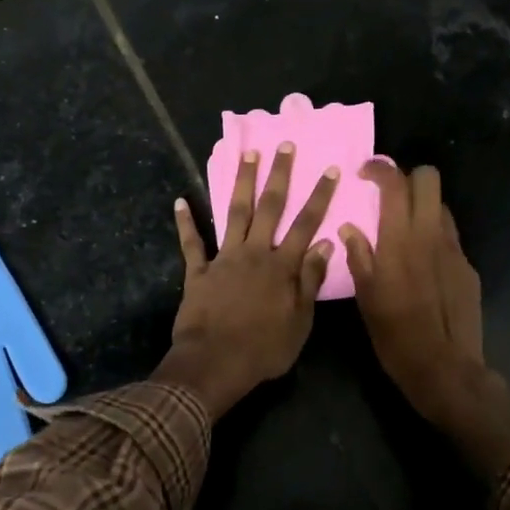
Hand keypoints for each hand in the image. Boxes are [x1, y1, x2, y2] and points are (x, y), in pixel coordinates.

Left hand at [156, 142, 339, 416]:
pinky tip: (180, 201)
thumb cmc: (264, 349)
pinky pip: (191, 243)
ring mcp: (224, 259)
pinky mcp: (198, 271)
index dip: (319, 196)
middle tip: (283, 145)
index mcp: (282, 266)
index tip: (329, 169)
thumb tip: (326, 244)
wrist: (214, 364)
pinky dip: (185, 222)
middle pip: (270, 207)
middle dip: (279, 174)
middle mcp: (255, 253)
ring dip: (241, 183)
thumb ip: (311, 280)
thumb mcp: (300, 321)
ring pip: (235, 212)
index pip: (307, 224)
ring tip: (247, 155)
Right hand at [339, 162, 481, 410]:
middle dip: (408, 177)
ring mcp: (455, 249)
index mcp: (400, 239)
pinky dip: (434, 235)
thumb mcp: (366, 297)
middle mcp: (431, 235)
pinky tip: (424, 263)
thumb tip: (349, 229)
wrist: (445, 368)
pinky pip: (450, 236)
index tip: (365, 173)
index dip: (380, 168)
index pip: (395, 182)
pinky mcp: (468, 267)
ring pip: (442, 206)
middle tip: (389, 195)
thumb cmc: (395, 335)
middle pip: (429, 178)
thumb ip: (359, 256)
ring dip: (423, 206)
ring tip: (405, 228)